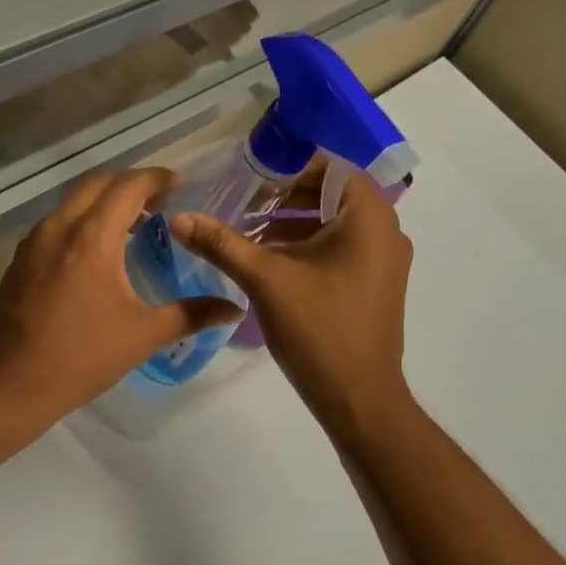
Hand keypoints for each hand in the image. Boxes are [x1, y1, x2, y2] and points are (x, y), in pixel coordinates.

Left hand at [0, 169, 244, 422]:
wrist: (8, 387)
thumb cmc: (81, 358)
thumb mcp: (143, 335)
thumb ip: (192, 315)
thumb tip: (235, 309)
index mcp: (91, 238)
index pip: (128, 186)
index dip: (157, 179)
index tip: (180, 184)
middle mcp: (59, 228)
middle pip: (97, 184)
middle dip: (130, 184)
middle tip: (159, 202)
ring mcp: (33, 243)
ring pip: (72, 203)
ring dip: (104, 202)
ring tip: (132, 225)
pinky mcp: (19, 262)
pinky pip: (57, 224)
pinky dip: (82, 222)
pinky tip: (96, 254)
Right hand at [172, 172, 414, 442]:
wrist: (360, 398)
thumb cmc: (319, 330)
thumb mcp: (266, 280)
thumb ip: (222, 243)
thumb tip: (179, 217)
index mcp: (369, 215)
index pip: (326, 166)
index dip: (284, 167)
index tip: (245, 176)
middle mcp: (386, 229)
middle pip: (329, 193)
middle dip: (284, 197)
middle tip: (241, 203)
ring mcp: (385, 259)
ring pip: (334, 223)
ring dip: (293, 224)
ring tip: (247, 234)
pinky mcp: (377, 283)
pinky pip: (342, 248)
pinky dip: (309, 247)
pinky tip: (272, 263)